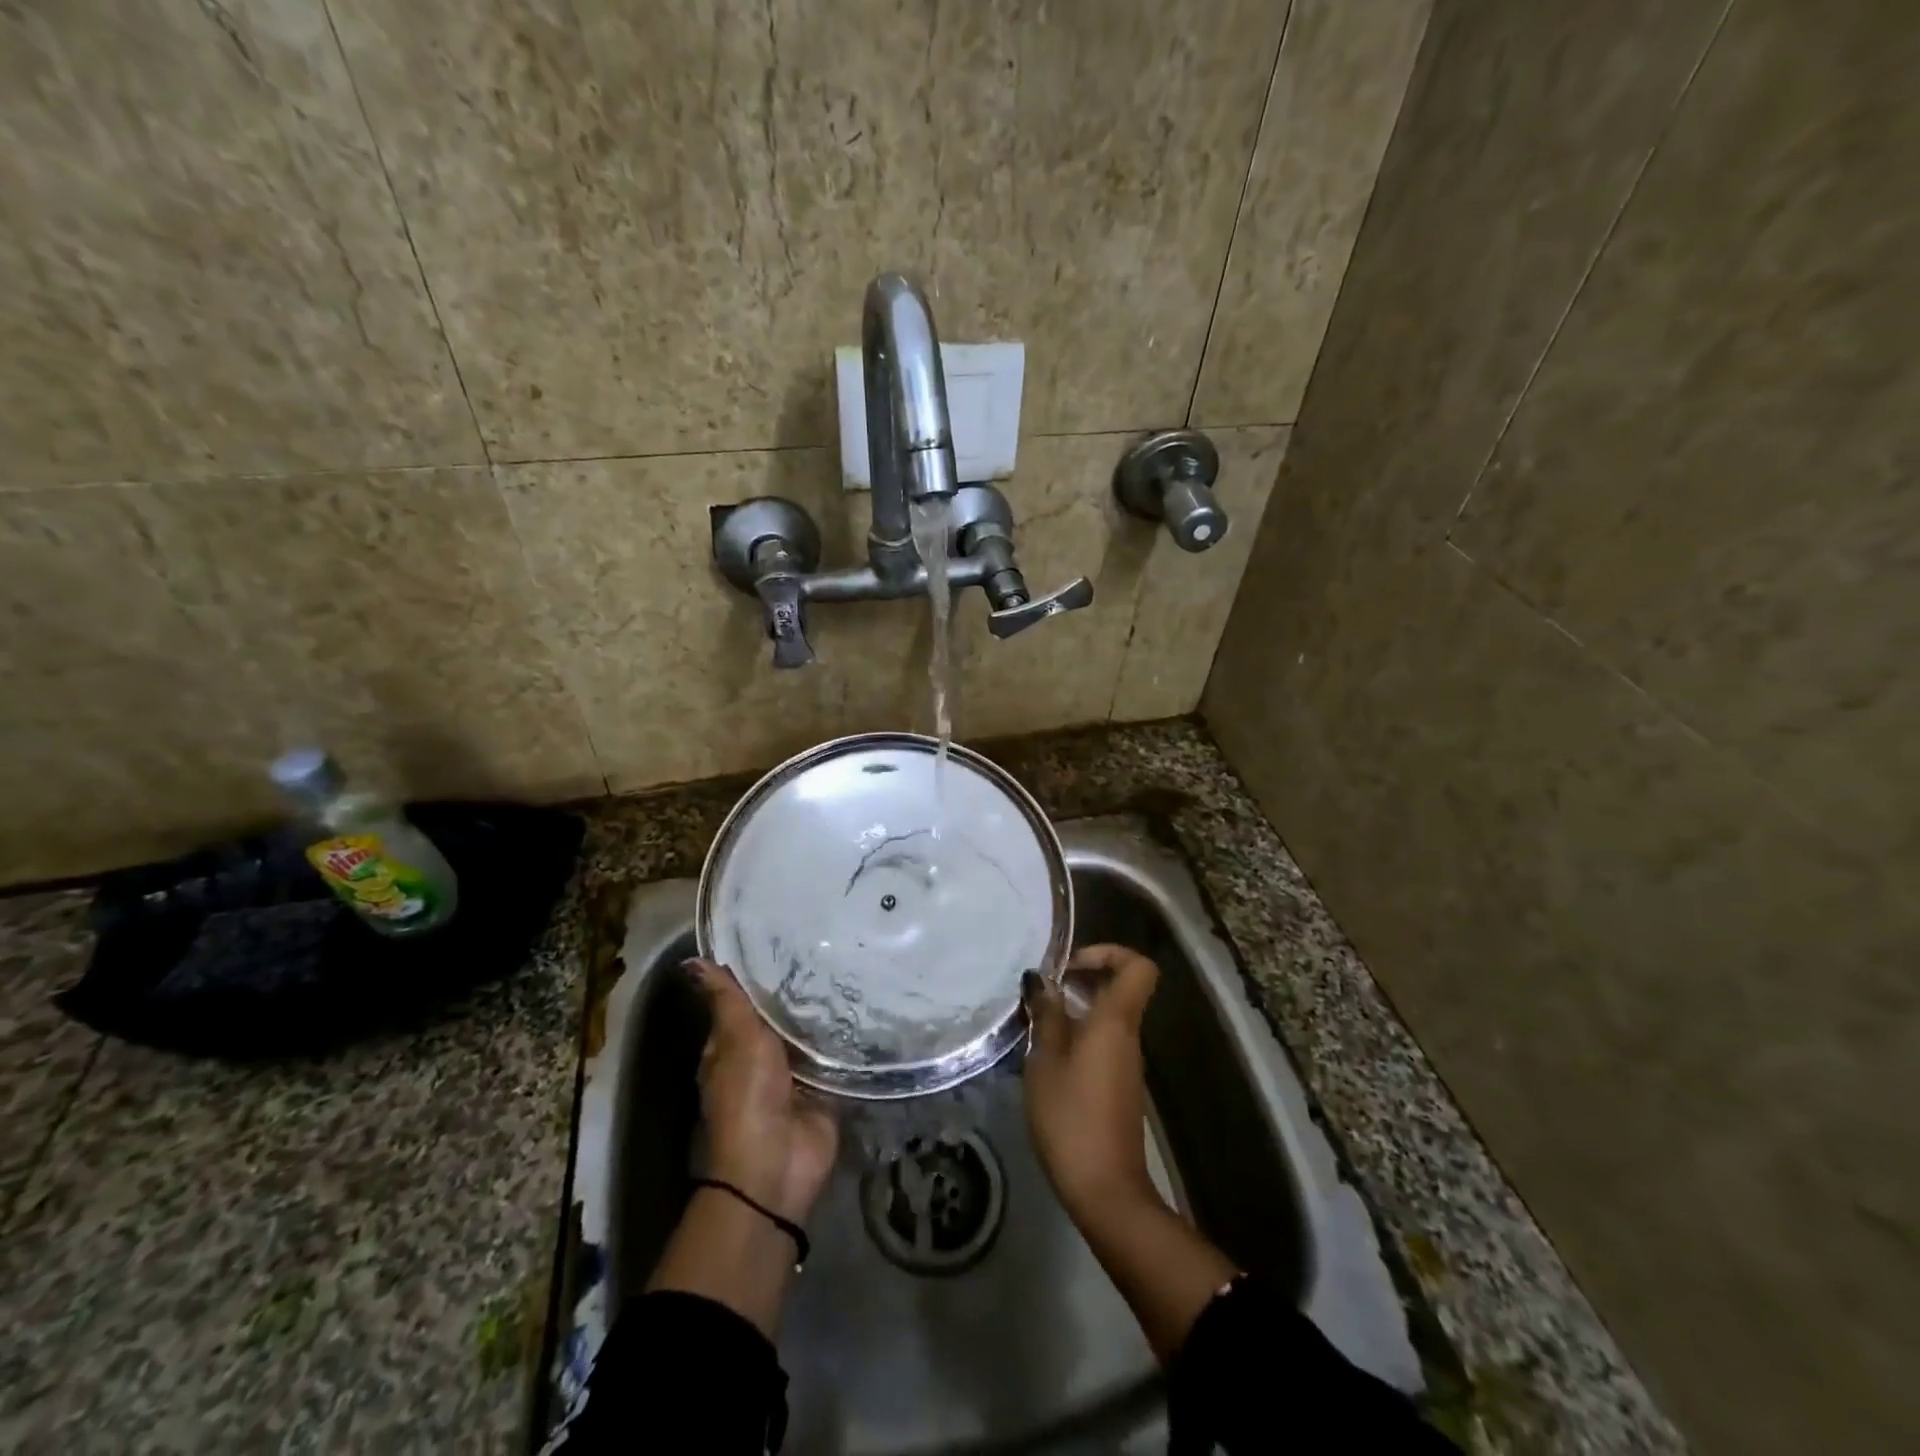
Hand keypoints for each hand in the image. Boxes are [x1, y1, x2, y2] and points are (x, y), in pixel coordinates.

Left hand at [687, 958, 837, 1223]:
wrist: (777, 1164)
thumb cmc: (747, 1096)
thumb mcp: (735, 1039)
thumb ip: (726, 1000)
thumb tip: (691, 961)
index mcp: (732, 1046)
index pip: (745, 1000)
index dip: (760, 971)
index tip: (785, 934)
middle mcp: (763, 1057)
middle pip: (782, 1015)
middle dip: (802, 988)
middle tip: (833, 943)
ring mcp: (797, 1074)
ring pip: (812, 1033)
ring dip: (828, 1011)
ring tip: (855, 963)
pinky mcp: (826, 1088)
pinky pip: (838, 1056)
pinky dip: (850, 1038)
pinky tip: (870, 1005)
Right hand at [1021, 944, 1160, 1221]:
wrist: (1105, 1189)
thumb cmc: (1071, 1118)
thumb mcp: (1045, 1062)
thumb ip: (1046, 1016)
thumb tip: (1041, 980)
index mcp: (1115, 1021)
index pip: (1137, 967)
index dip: (1108, 953)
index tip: (1070, 966)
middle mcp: (1127, 1035)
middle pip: (1119, 988)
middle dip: (1081, 980)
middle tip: (1042, 993)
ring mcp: (1126, 1062)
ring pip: (1107, 1017)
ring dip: (1074, 1011)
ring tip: (1036, 1024)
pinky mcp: (1118, 1085)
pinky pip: (1102, 1043)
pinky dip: (1078, 1037)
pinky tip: (1046, 1057)